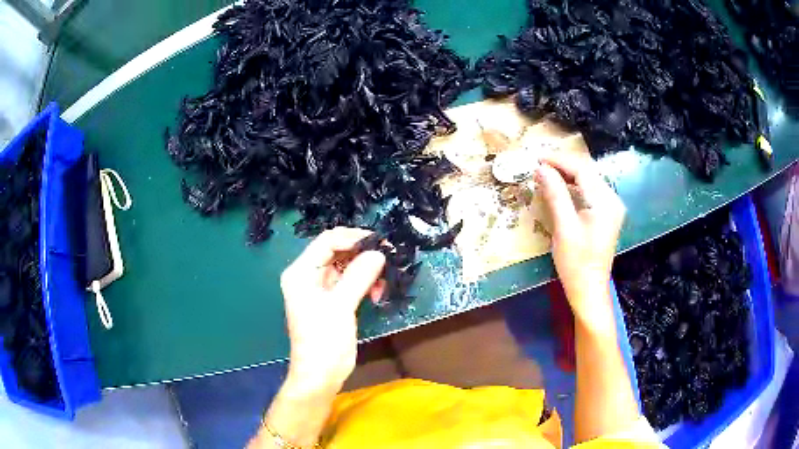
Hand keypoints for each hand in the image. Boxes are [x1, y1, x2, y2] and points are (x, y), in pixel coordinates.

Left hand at [280, 227, 385, 395]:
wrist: (321, 375)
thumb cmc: (324, 341)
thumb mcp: (340, 306)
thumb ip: (359, 276)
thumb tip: (379, 253)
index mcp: (300, 272)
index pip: (327, 241)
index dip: (353, 238)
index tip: (379, 242)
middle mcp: (308, 275)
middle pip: (337, 252)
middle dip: (363, 255)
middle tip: (388, 258)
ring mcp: (321, 288)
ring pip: (347, 267)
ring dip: (367, 271)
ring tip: (382, 284)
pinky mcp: (333, 300)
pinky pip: (351, 282)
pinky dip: (365, 284)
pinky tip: (377, 294)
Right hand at [535, 152, 625, 329]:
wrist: (589, 291)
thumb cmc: (576, 263)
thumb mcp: (564, 227)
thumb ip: (555, 194)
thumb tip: (541, 168)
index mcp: (605, 202)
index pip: (582, 170)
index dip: (559, 161)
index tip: (537, 158)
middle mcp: (612, 200)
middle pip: (587, 173)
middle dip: (562, 166)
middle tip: (538, 165)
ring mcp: (611, 208)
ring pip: (588, 181)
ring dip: (567, 176)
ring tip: (545, 174)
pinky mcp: (606, 216)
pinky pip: (590, 193)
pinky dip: (574, 187)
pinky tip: (560, 188)